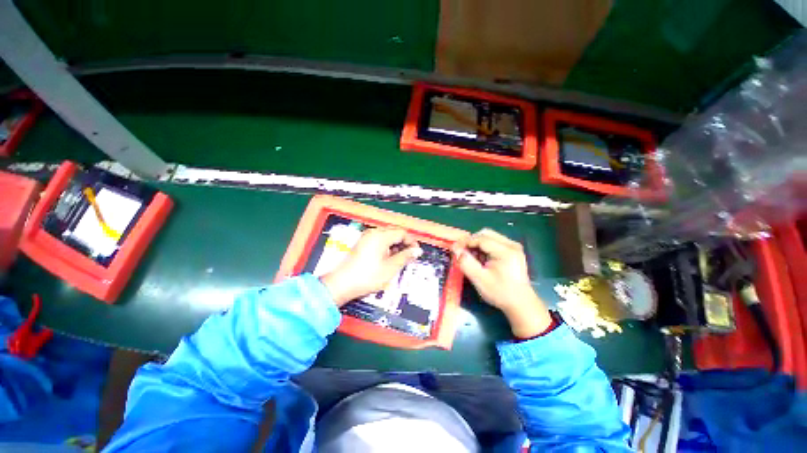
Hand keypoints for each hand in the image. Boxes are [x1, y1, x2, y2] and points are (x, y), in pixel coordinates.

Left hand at [321, 228, 421, 305]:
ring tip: (398, 260)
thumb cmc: (368, 276)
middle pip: (394, 233)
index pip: (402, 233)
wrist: (342, 284)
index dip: (411, 242)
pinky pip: (378, 241)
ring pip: (386, 237)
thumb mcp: (391, 267)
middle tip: (409, 257)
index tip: (416, 253)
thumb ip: (405, 257)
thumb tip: (417, 251)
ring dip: (395, 246)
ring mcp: (366, 238)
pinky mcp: (361, 244)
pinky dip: (386, 248)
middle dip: (403, 243)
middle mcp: (373, 233)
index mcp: (380, 236)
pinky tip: (387, 259)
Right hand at [452, 229, 551, 337]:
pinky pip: (494, 242)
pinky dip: (484, 248)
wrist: (521, 304)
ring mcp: (513, 246)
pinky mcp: (513, 250)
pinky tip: (482, 260)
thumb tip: (455, 249)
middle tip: (463, 253)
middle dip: (472, 242)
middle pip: (486, 234)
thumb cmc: (500, 292)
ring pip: (489, 237)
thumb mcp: (480, 279)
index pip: (481, 238)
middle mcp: (511, 244)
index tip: (454, 249)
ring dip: (477, 245)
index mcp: (506, 251)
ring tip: (473, 258)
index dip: (465, 242)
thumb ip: (466, 262)